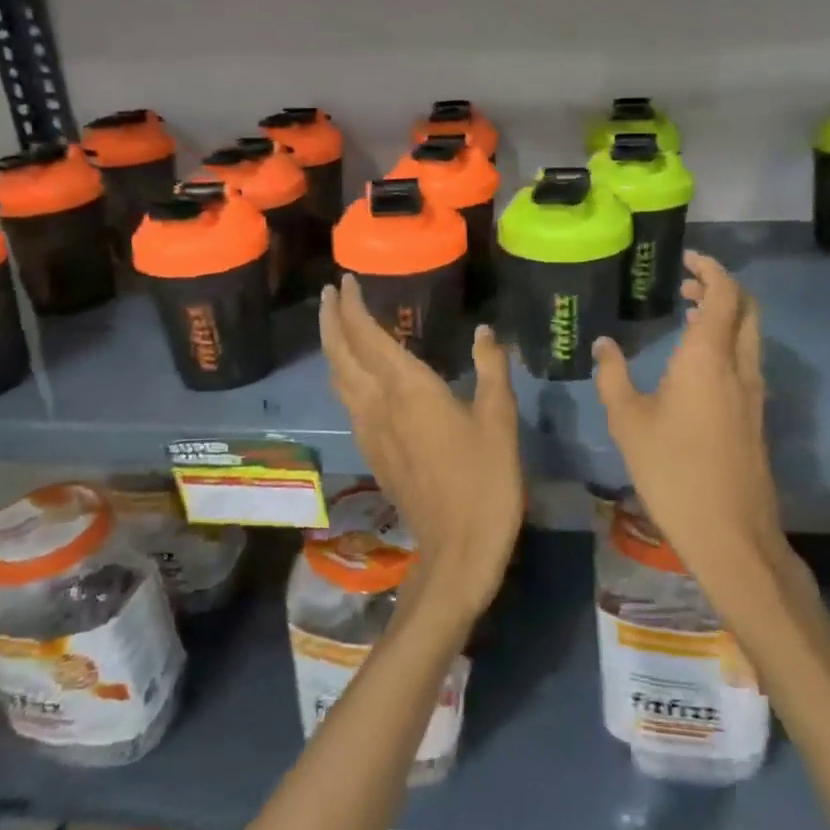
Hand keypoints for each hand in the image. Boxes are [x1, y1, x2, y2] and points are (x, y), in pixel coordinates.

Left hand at [319, 276, 523, 619]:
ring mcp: (369, 431)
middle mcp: (378, 404)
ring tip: (337, 325)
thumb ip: (491, 369)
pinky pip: (347, 401)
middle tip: (330, 293)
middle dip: (331, 319)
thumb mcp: (499, 419)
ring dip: (333, 346)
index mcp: (408, 389)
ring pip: (338, 379)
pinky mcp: (373, 452)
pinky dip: (344, 375)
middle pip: (340, 354)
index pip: (367, 335)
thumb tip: (485, 332)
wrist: (458, 548)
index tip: (345, 281)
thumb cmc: (485, 479)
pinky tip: (357, 376)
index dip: (352, 306)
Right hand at [592, 252, 788, 591]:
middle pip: (746, 309)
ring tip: (689, 315)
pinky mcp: (755, 416)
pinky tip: (697, 363)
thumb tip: (604, 345)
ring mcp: (753, 393)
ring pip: (749, 335)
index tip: (688, 259)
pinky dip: (727, 342)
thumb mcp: (628, 421)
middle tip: (687, 283)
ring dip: (725, 315)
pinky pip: (746, 360)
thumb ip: (613, 376)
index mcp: (708, 358)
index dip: (711, 269)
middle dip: (721, 287)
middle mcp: (739, 366)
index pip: (725, 294)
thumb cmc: (673, 470)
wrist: (730, 531)